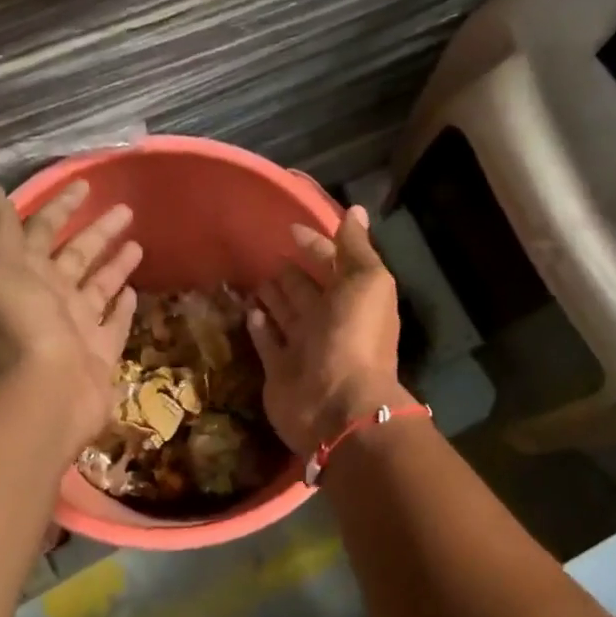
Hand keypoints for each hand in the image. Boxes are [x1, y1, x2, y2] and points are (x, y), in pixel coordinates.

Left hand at [0, 171, 140, 448]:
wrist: (48, 394)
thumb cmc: (26, 328)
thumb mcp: (4, 267)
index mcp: (26, 275)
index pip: (43, 231)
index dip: (61, 207)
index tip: (85, 185)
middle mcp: (51, 297)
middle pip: (77, 256)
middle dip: (98, 232)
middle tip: (126, 210)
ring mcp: (78, 325)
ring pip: (99, 286)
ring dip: (115, 265)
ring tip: (138, 244)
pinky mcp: (101, 351)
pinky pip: (114, 323)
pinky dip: (123, 308)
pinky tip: (135, 292)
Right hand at [249, 205, 417, 455]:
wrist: (338, 405)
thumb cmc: (354, 338)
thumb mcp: (366, 282)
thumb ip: (356, 248)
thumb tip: (356, 211)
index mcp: (353, 300)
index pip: (332, 265)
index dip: (316, 246)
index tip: (291, 230)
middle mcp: (329, 322)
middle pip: (307, 291)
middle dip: (292, 273)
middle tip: (268, 254)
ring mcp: (304, 348)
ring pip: (286, 316)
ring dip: (274, 297)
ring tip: (255, 278)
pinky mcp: (280, 371)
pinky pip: (268, 344)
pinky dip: (261, 328)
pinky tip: (249, 311)